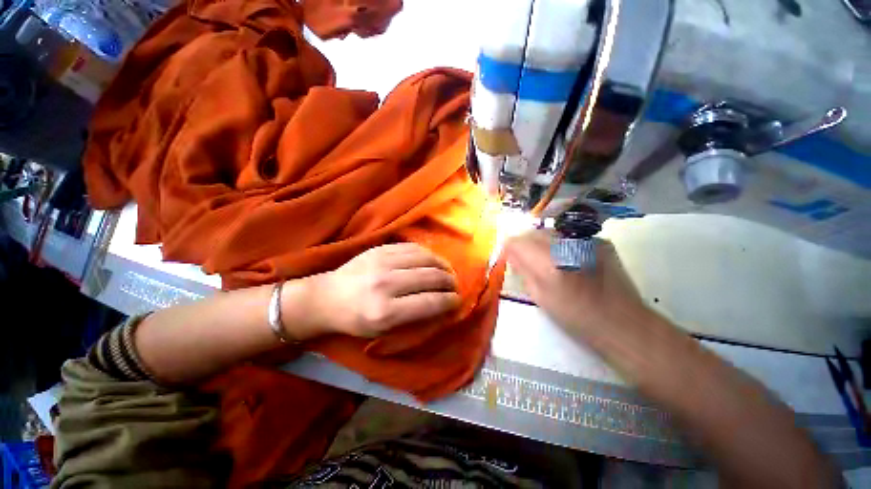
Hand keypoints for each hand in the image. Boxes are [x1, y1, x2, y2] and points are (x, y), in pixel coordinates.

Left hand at [304, 243, 460, 337]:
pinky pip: (413, 247)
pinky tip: (433, 260)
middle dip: (450, 282)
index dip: (450, 301)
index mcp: (385, 312)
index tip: (458, 300)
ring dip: (443, 265)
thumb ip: (415, 318)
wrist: (327, 297)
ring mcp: (382, 262)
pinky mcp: (380, 249)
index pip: (430, 302)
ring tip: (448, 271)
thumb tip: (442, 305)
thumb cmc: (356, 321)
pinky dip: (428, 254)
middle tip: (455, 286)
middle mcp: (385, 284)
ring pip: (425, 258)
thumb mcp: (383, 331)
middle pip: (431, 277)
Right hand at [504, 230, 645, 333]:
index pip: (517, 241)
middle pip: (533, 233)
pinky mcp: (600, 240)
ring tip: (551, 263)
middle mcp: (566, 244)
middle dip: (526, 245)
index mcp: (549, 263)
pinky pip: (569, 236)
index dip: (510, 249)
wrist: (623, 322)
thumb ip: (523, 271)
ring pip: (550, 232)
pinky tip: (571, 262)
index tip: (511, 259)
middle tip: (529, 262)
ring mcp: (586, 239)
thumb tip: (511, 254)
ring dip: (543, 244)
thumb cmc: (576, 317)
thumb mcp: (540, 297)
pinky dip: (562, 245)